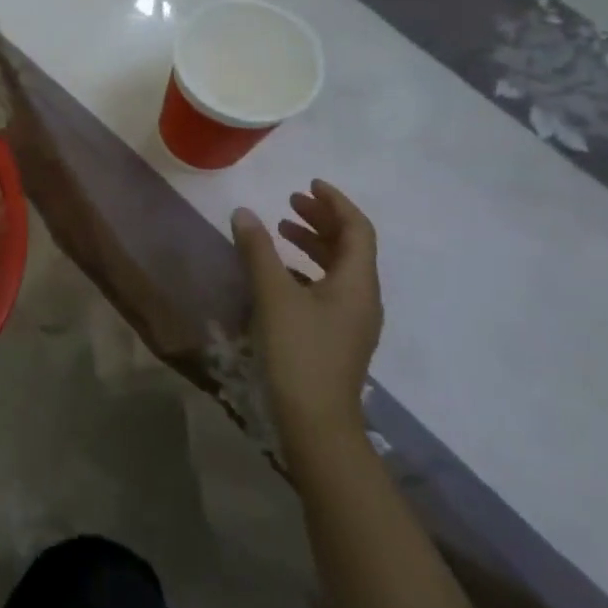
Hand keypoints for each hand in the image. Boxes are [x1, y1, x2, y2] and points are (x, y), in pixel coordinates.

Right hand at [230, 180, 382, 452]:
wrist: (316, 422)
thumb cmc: (298, 351)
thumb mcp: (273, 295)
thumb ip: (258, 251)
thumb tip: (244, 212)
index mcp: (358, 282)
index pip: (357, 229)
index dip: (335, 202)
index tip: (308, 185)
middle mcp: (363, 298)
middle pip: (350, 247)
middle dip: (322, 220)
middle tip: (290, 202)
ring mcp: (353, 321)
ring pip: (339, 269)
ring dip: (313, 244)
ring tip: (281, 229)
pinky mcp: (338, 338)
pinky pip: (328, 289)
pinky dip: (307, 270)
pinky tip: (279, 274)